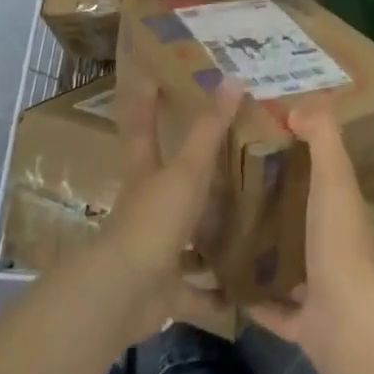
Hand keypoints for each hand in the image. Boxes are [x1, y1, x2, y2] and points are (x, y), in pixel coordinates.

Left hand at [102, 75, 243, 343]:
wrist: (124, 295)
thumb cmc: (154, 220)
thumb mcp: (187, 170)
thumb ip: (209, 129)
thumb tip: (234, 78)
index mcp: (147, 173)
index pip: (144, 127)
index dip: (147, 102)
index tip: (151, 76)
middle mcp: (149, 207)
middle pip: (170, 182)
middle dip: (194, 173)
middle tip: (232, 157)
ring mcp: (156, 250)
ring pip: (187, 238)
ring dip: (210, 237)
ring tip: (249, 225)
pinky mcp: (165, 290)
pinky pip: (196, 292)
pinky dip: (216, 296)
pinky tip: (244, 295)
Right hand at [248, 99, 373, 365]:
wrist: (350, 325)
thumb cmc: (341, 242)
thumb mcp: (335, 177)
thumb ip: (322, 137)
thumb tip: (298, 107)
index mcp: (344, 211)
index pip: (325, 177)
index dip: (301, 157)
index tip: (263, 142)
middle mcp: (336, 247)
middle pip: (306, 219)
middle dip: (278, 205)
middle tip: (233, 185)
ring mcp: (322, 290)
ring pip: (292, 265)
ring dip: (267, 251)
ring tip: (226, 229)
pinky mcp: (305, 324)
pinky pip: (275, 309)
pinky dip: (256, 299)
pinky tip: (226, 284)